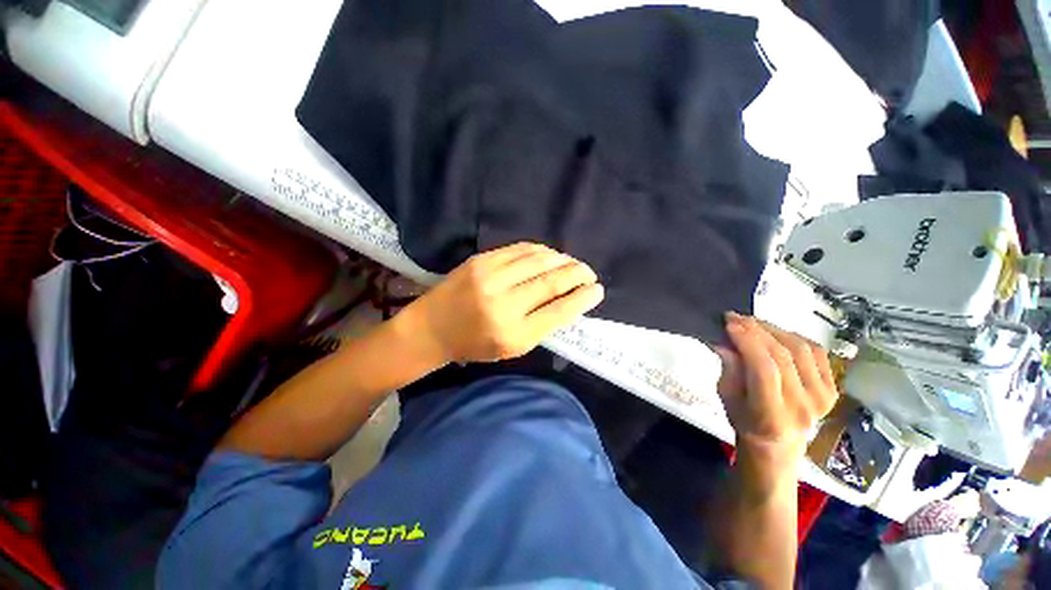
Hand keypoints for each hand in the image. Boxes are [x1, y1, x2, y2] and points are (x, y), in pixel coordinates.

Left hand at [399, 243, 604, 363]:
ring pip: (538, 260)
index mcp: (513, 335)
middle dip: (577, 274)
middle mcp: (503, 305)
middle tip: (590, 273)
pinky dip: (541, 250)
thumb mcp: (512, 348)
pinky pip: (520, 249)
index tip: (598, 290)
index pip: (558, 312)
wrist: (433, 327)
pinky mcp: (481, 260)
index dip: (582, 298)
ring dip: (562, 260)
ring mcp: (490, 278)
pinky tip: (550, 254)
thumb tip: (569, 300)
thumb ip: (541, 325)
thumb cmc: (475, 344)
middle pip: (551, 282)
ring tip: (572, 263)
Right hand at [717, 313, 838, 460]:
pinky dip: (794, 336)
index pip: (764, 370)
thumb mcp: (726, 396)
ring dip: (773, 329)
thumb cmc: (744, 419)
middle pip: (782, 356)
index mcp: (771, 416)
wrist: (777, 441)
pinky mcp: (832, 388)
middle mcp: (803, 408)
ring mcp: (822, 398)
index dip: (747, 342)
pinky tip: (776, 334)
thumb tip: (725, 341)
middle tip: (736, 317)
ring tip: (753, 322)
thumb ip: (729, 368)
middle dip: (756, 330)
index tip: (729, 323)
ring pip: (800, 349)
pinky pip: (816, 352)